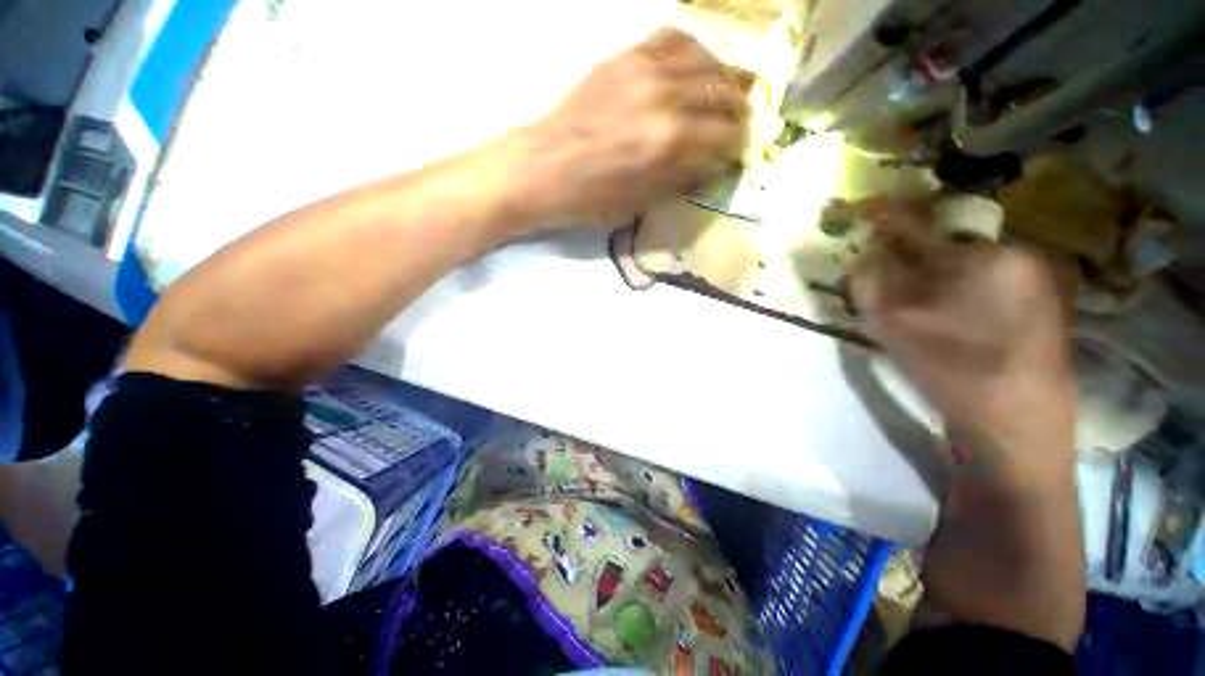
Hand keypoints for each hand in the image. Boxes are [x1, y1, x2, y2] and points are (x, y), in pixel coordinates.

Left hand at [514, 28, 751, 229]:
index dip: (737, 147)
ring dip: (724, 78)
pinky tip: (695, 67)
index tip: (736, 155)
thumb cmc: (590, 198)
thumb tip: (710, 167)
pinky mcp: (626, 56)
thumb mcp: (641, 203)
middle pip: (725, 92)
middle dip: (738, 113)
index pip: (726, 135)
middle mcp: (666, 96)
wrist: (542, 167)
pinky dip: (694, 52)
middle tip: (737, 126)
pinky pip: (674, 39)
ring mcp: (645, 68)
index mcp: (670, 141)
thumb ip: (681, 180)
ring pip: (707, 59)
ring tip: (725, 95)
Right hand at [851, 197, 1073, 481]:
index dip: (887, 220)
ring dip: (932, 277)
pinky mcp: (1040, 311)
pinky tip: (945, 318)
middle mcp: (1020, 260)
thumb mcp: (897, 328)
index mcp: (989, 257)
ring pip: (966, 269)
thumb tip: (860, 256)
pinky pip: (986, 287)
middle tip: (883, 273)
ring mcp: (1037, 286)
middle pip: (946, 247)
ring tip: (911, 301)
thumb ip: (871, 285)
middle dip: (910, 257)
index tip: (865, 210)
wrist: (1017, 431)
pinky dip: (956, 293)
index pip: (923, 229)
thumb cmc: (955, 373)